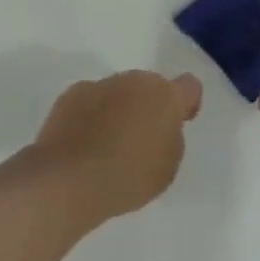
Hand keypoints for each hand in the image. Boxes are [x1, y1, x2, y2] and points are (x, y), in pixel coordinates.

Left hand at [29, 71, 203, 224]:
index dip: (186, 103)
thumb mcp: (167, 167)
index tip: (178, 122)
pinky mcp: (72, 94)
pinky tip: (83, 143)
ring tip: (106, 146)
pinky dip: (91, 115)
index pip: (189, 86)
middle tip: (139, 140)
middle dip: (148, 107)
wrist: (70, 179)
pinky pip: (91, 101)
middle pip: (149, 88)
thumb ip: (170, 138)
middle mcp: (134, 81)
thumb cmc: (128, 177)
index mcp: (166, 96)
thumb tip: (158, 126)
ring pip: (118, 92)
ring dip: (118, 110)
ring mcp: (101, 84)